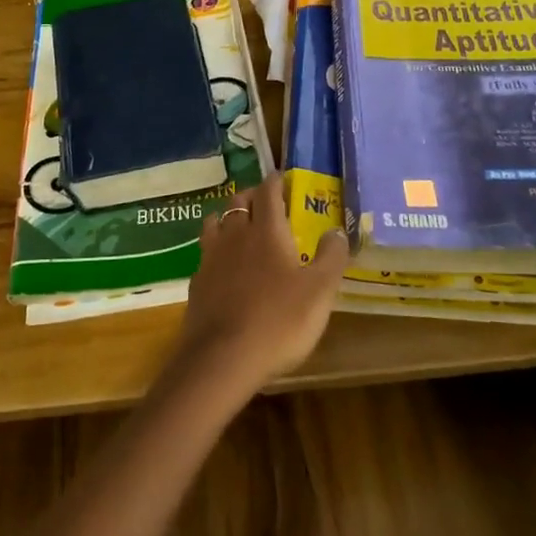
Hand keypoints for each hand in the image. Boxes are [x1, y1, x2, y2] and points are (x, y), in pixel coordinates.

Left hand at [175, 173, 346, 395]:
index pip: (268, 192)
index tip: (283, 177)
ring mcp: (212, 257)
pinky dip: (216, 247)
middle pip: (239, 201)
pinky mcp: (197, 282)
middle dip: (253, 195)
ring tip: (240, 224)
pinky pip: (206, 252)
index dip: (276, 181)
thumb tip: (337, 230)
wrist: (222, 358)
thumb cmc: (279, 320)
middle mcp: (235, 235)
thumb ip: (331, 257)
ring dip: (229, 217)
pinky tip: (223, 263)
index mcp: (267, 231)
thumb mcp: (319, 291)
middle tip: (266, 201)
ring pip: (216, 222)